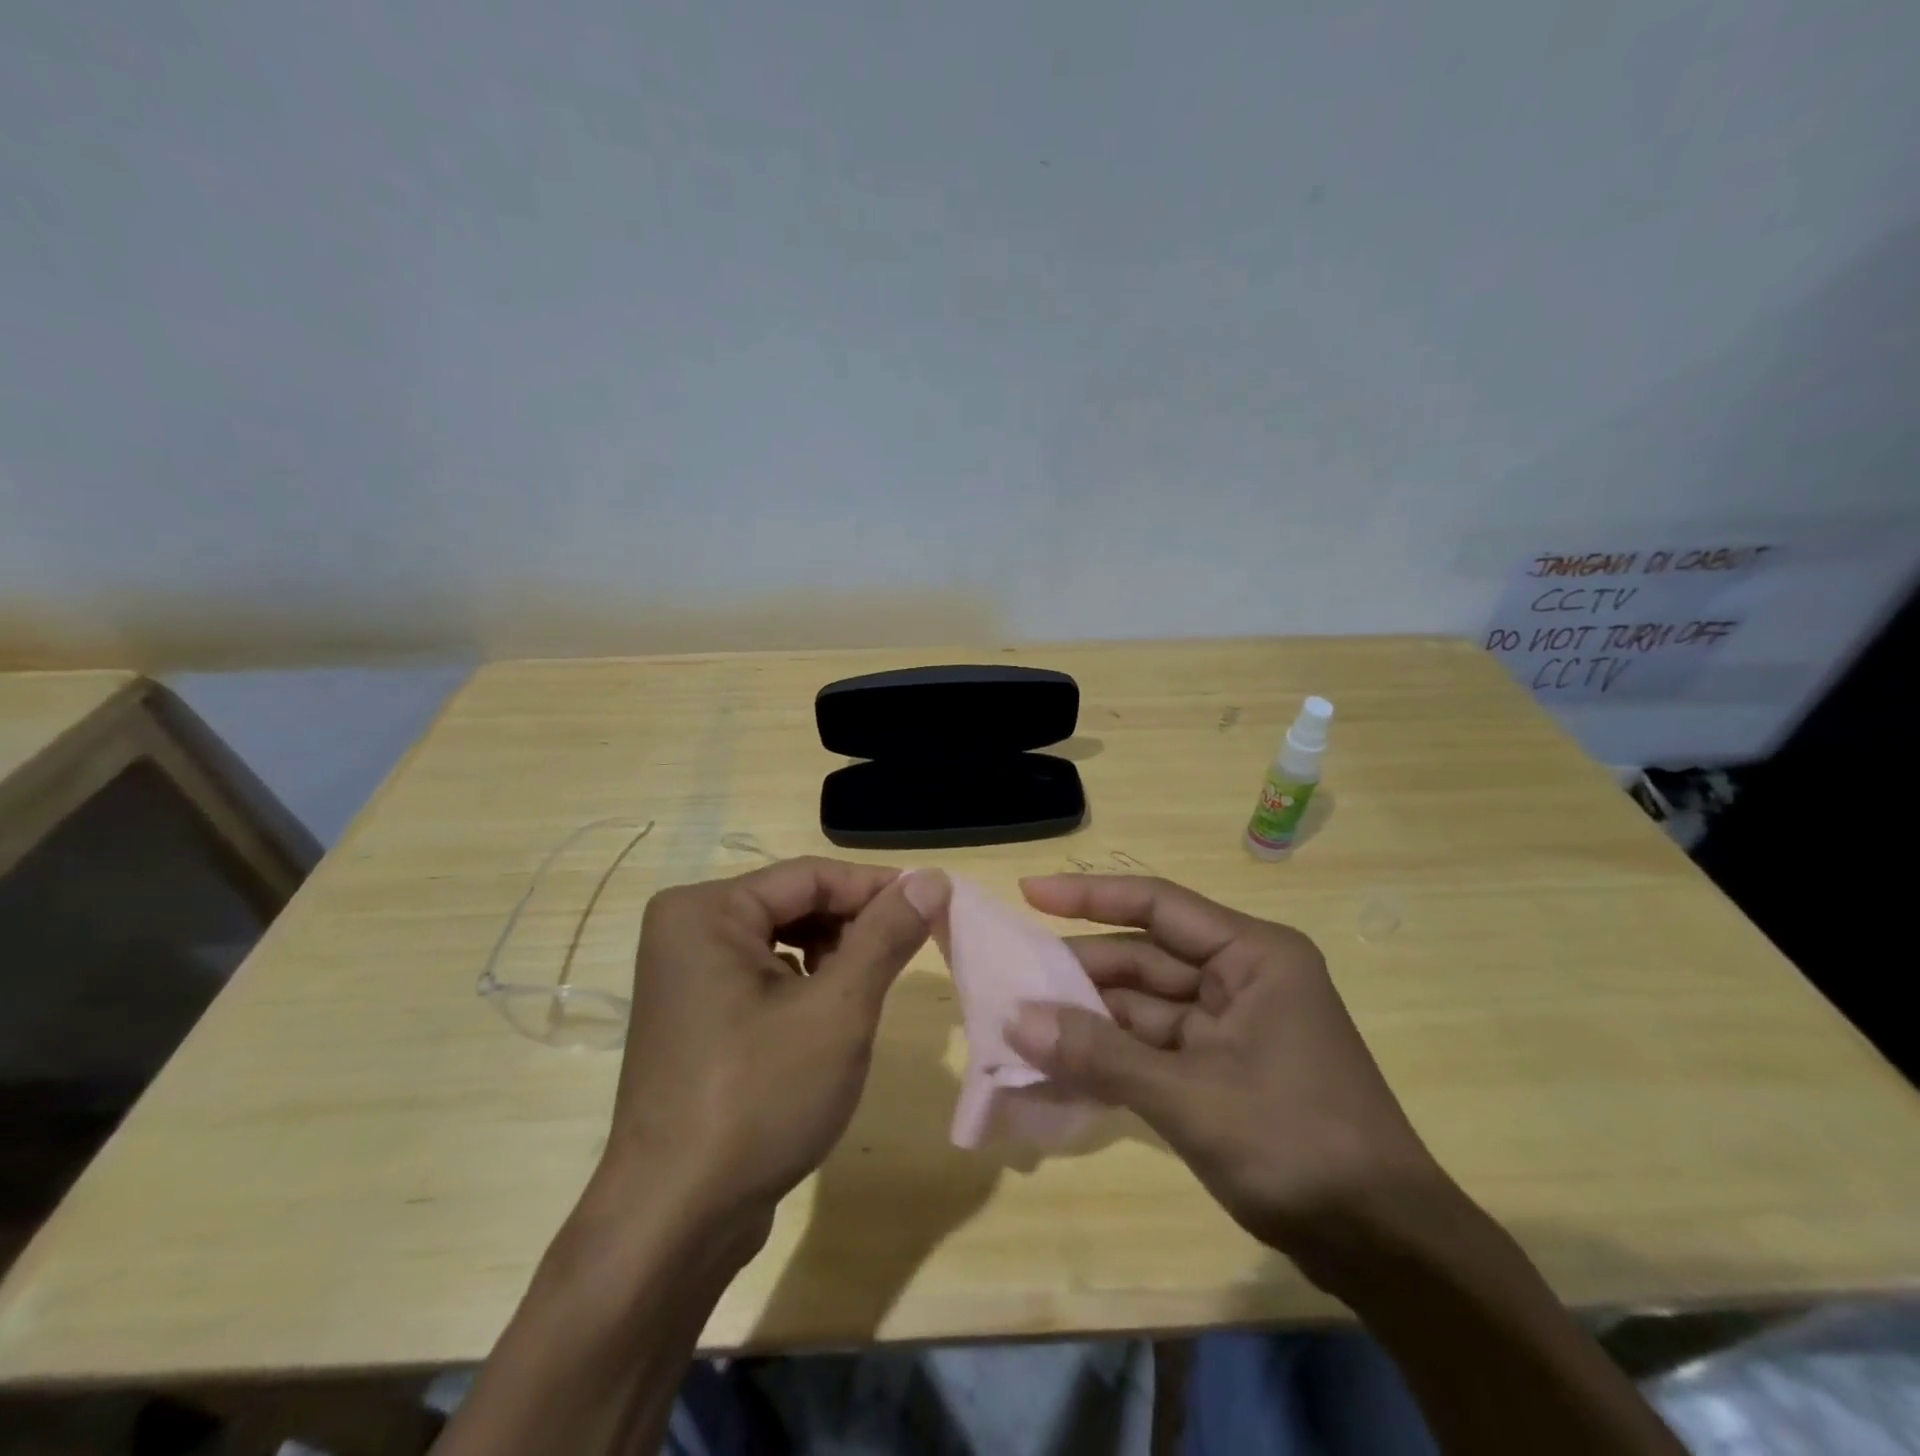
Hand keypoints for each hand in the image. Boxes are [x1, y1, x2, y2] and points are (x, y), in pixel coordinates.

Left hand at [596, 858, 949, 1242]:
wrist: (675, 1223)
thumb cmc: (758, 1100)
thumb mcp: (837, 1011)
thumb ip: (886, 936)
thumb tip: (932, 877)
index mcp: (705, 911)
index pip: (810, 876)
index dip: (877, 888)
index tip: (935, 905)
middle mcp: (686, 929)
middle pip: (793, 903)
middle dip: (854, 925)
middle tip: (908, 952)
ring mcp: (685, 974)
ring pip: (781, 938)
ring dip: (834, 955)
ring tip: (869, 989)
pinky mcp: (695, 1013)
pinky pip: (762, 973)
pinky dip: (805, 983)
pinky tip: (830, 1015)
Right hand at [1006, 874, 1448, 1284]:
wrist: (1386, 1249)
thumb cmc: (1297, 1144)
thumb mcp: (1191, 1096)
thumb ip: (1101, 1055)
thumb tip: (1017, 1019)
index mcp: (1252, 955)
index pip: (1157, 905)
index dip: (1088, 896)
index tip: (1029, 893)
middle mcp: (1241, 977)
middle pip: (1144, 959)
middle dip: (1080, 972)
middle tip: (1012, 978)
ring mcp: (1233, 1026)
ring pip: (1145, 1007)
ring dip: (1090, 1020)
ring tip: (1021, 1026)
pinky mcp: (1224, 1070)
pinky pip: (1154, 1048)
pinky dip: (1112, 1058)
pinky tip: (1060, 1067)